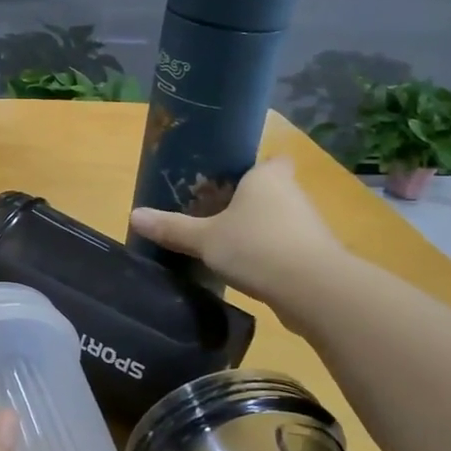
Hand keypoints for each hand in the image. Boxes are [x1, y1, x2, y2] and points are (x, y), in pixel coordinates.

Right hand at [130, 156, 341, 314]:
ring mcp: (309, 226)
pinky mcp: (316, 256)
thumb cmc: (256, 247)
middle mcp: (293, 194)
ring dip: (261, 231)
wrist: (314, 290)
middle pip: (272, 190)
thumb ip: (172, 228)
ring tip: (229, 247)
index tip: (231, 182)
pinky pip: (288, 248)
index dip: (254, 169)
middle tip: (216, 217)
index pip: (271, 159)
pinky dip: (272, 256)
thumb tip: (134, 215)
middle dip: (249, 203)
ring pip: (281, 220)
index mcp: (267, 177)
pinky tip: (250, 272)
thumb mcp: (205, 239)